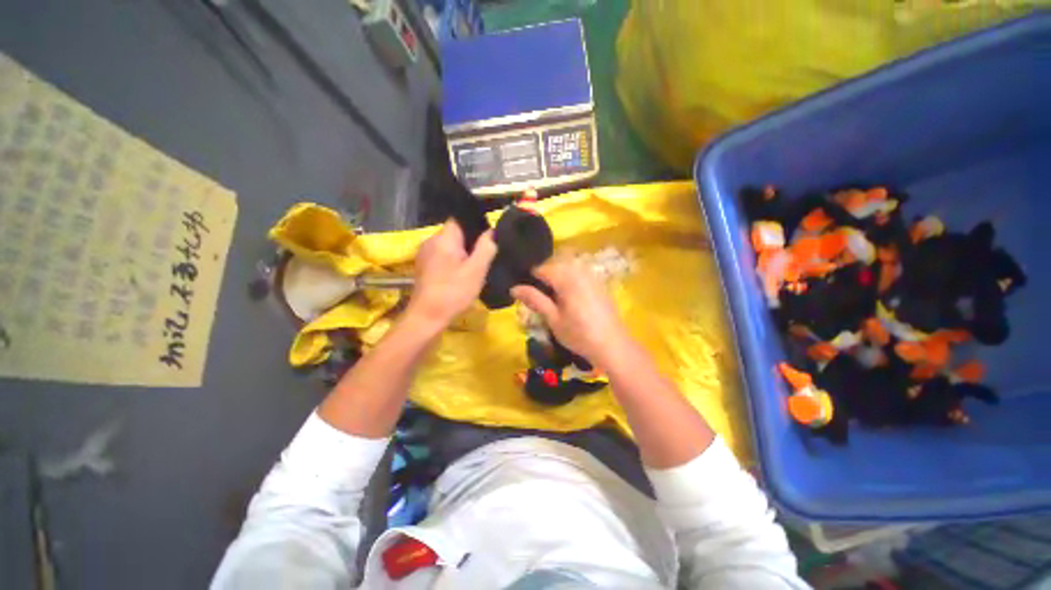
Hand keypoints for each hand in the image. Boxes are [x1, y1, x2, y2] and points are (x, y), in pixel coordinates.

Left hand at [407, 220, 496, 331]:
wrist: (427, 317)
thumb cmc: (453, 292)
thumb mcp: (476, 270)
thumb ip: (486, 248)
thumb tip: (491, 232)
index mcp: (444, 238)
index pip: (460, 218)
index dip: (476, 225)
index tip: (489, 236)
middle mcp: (431, 241)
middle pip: (455, 233)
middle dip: (470, 241)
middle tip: (485, 255)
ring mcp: (425, 254)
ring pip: (449, 246)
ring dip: (462, 253)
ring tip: (476, 266)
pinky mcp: (424, 266)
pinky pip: (442, 256)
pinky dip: (453, 261)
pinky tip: (461, 275)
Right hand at [511, 259, 630, 368]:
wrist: (612, 345)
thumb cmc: (579, 334)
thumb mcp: (553, 318)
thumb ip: (534, 299)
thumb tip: (513, 288)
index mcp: (566, 277)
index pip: (541, 268)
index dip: (529, 278)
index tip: (525, 293)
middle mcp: (579, 270)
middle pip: (554, 266)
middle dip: (543, 278)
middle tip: (539, 299)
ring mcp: (591, 275)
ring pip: (566, 269)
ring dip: (556, 279)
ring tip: (553, 300)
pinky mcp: (598, 282)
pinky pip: (578, 274)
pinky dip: (569, 281)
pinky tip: (569, 299)